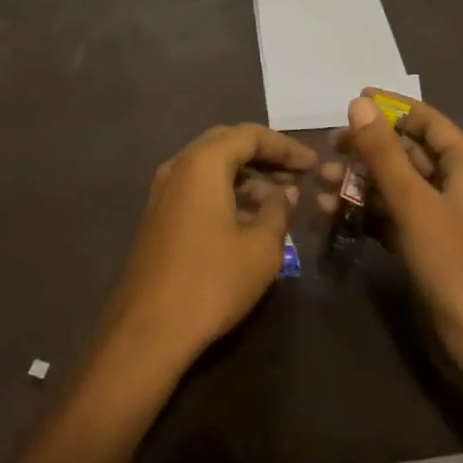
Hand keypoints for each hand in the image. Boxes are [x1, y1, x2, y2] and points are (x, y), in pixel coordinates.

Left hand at [99, 124, 315, 371]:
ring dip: (246, 176)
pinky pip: (197, 188)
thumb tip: (286, 192)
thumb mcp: (261, 247)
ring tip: (280, 198)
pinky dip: (226, 191)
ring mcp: (163, 191)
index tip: (313, 163)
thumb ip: (278, 210)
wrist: (149, 328)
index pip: (249, 135)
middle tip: (297, 174)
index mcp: (202, 163)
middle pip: (226, 144)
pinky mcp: (159, 215)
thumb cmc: (211, 281)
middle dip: (264, 156)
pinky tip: (249, 217)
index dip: (285, 146)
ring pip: (210, 167)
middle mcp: (178, 166)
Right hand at [327, 90, 462, 386]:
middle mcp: (453, 186)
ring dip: (358, 182)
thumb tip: (358, 102)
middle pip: (406, 152)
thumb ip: (383, 152)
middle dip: (366, 149)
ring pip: (393, 185)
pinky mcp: (423, 245)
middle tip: (328, 149)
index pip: (427, 121)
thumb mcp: (413, 203)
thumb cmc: (453, 264)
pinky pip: (388, 215)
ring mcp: (438, 217)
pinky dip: (363, 212)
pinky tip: (332, 215)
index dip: (392, 108)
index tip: (352, 100)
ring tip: (321, 186)